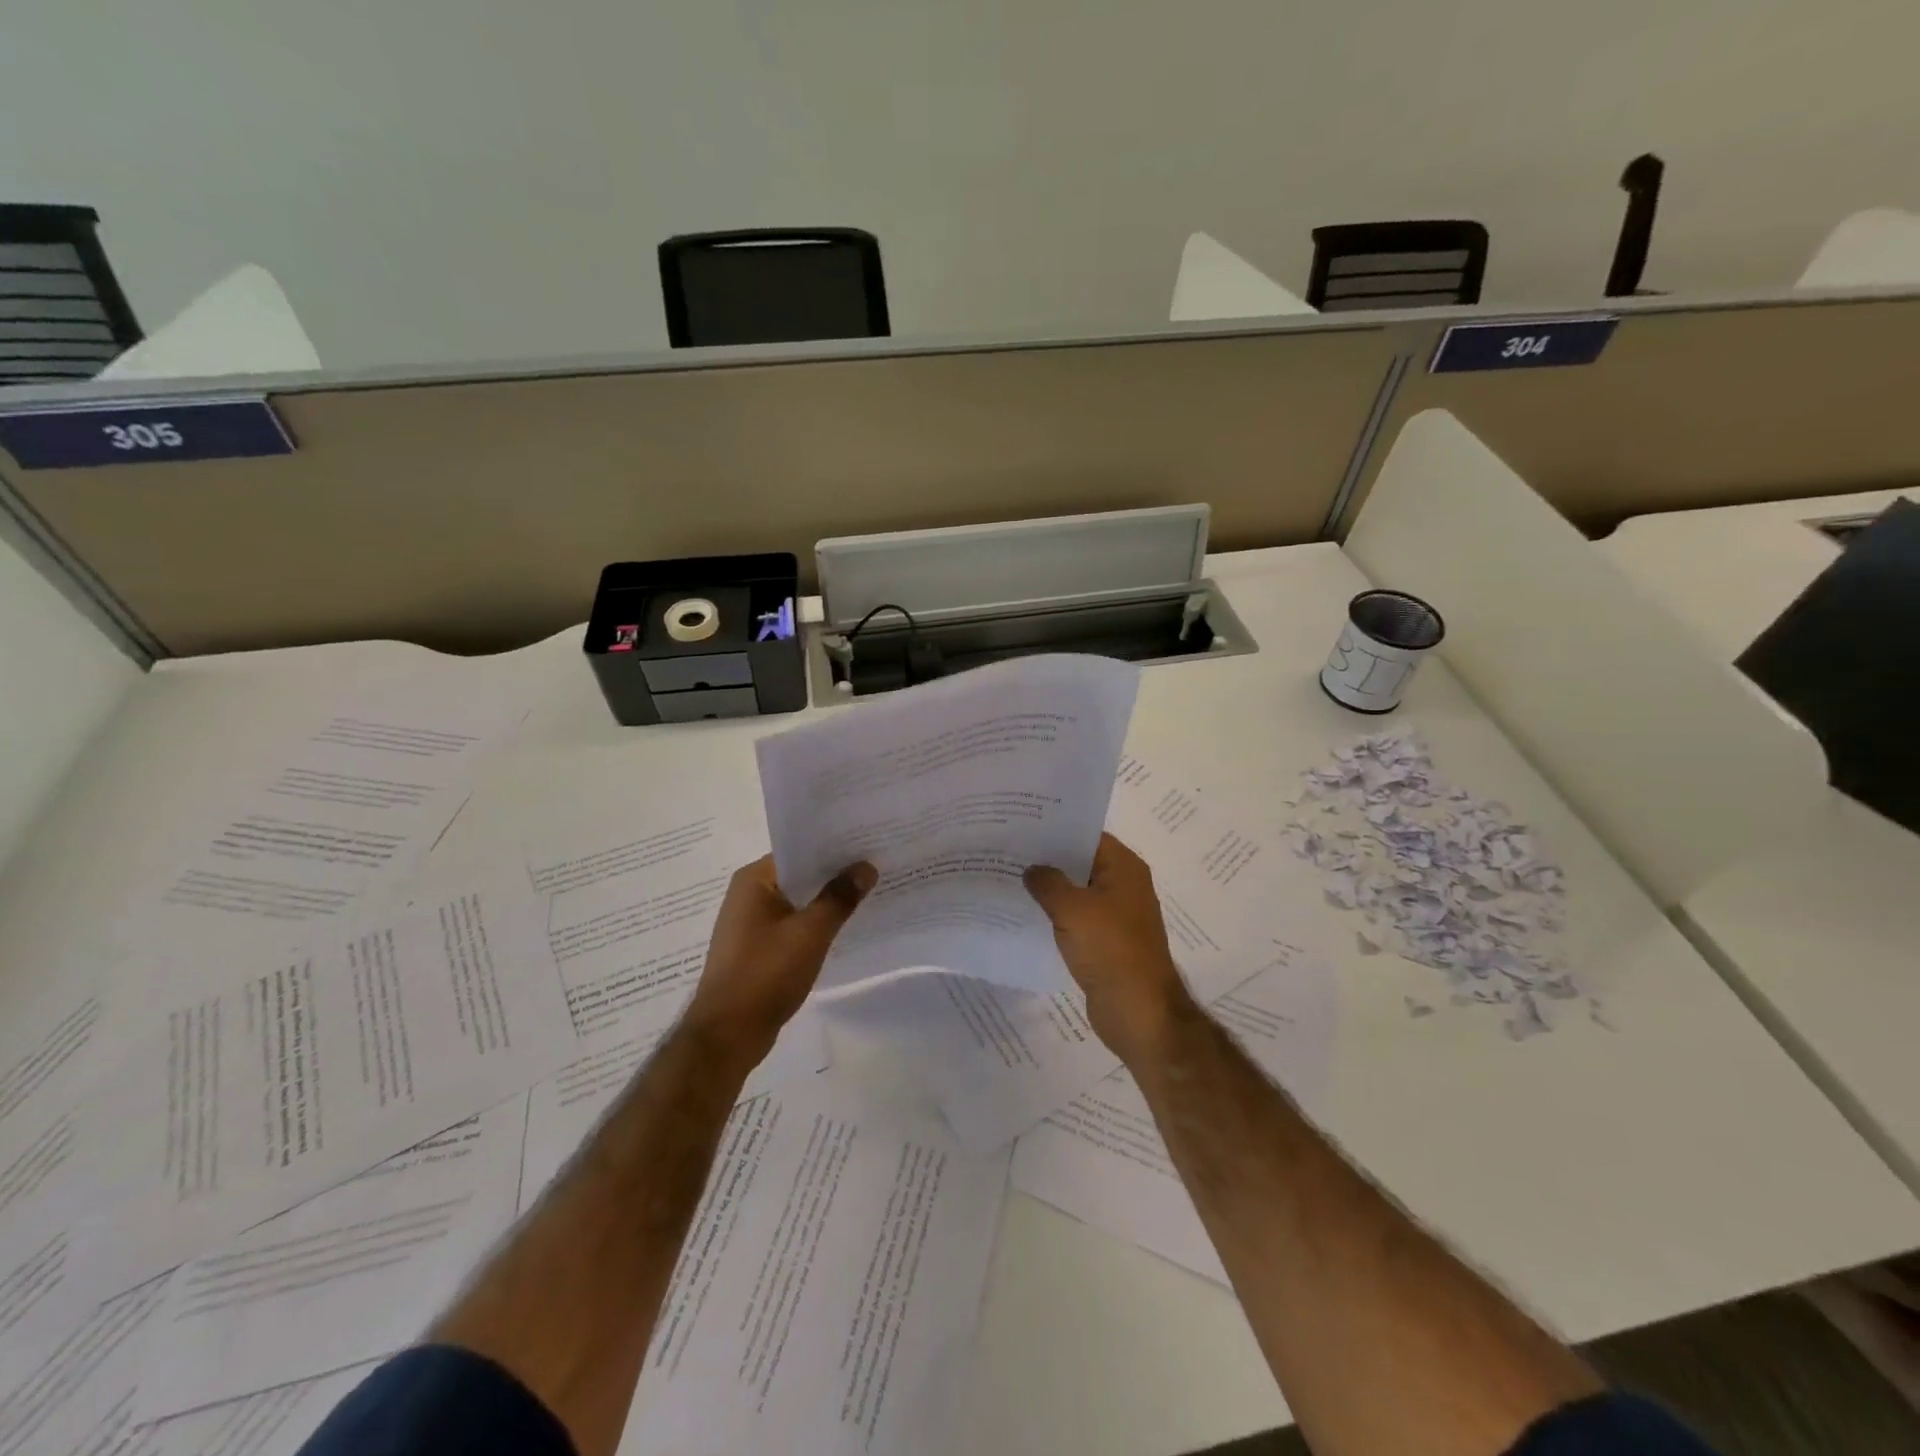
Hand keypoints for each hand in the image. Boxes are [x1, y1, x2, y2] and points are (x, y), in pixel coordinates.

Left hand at [684, 855, 875, 1058]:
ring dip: (827, 902)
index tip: (869, 844)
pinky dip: (815, 925)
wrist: (727, 1036)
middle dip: (835, 875)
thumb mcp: (810, 933)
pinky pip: (792, 925)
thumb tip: (866, 866)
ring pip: (798, 902)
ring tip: (869, 894)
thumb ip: (839, 897)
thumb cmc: (765, 974)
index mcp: (753, 880)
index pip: (800, 850)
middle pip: (800, 875)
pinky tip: (844, 929)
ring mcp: (750, 924)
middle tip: (878, 867)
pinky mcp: (757, 950)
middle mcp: (748, 895)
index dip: (834, 848)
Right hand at [1025, 832, 1197, 1064]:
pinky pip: (1075, 919)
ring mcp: (1115, 916)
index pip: (1087, 835)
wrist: (1139, 1012)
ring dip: (1048, 889)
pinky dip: (1054, 915)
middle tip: (1005, 849)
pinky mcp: (1104, 942)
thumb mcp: (1073, 909)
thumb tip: (1031, 869)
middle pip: (1080, 862)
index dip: (1055, 828)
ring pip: (1076, 892)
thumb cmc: (1110, 950)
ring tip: (1007, 877)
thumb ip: (1048, 883)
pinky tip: (1023, 914)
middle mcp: (1123, 885)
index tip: (1021, 823)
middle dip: (1047, 858)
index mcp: (1124, 868)